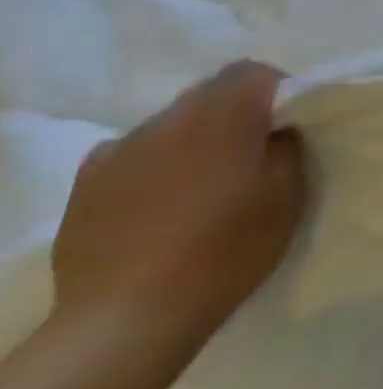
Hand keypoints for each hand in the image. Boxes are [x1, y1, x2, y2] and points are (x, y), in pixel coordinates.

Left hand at [54, 62, 306, 350]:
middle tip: (255, 148)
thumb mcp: (288, 194)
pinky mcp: (87, 184)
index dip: (277, 88)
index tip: (290, 120)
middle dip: (237, 109)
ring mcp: (118, 153)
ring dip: (196, 134)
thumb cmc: (228, 249)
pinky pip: (130, 151)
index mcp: (221, 122)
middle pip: (208, 91)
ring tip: (208, 176)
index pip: (251, 72)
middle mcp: (166, 124)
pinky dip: (155, 159)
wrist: (129, 316)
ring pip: (170, 121)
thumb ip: (286, 146)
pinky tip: (164, 193)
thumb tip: (279, 127)